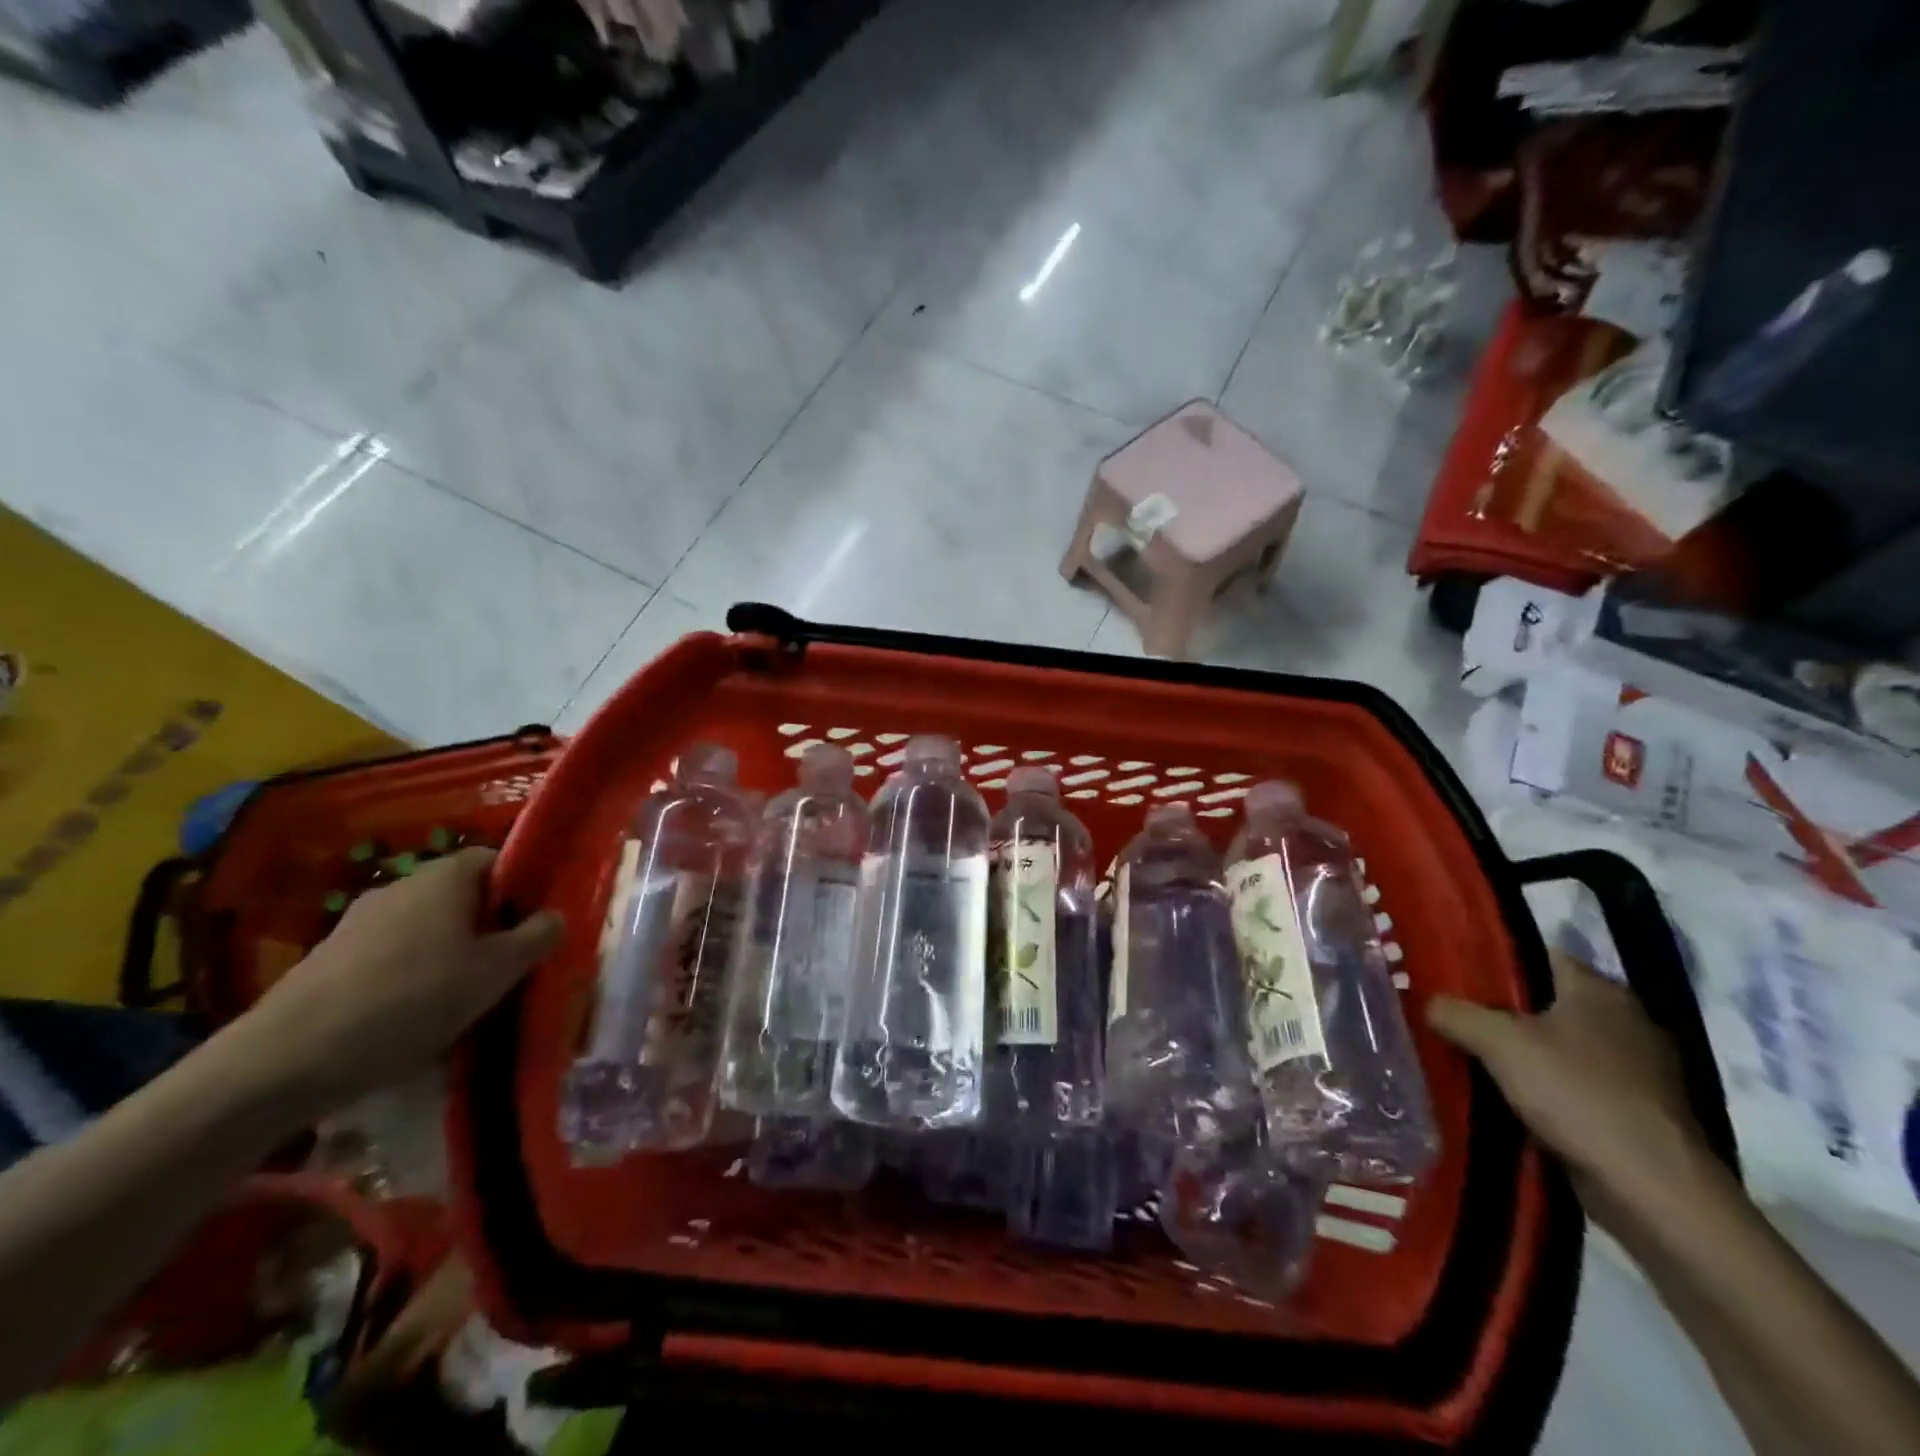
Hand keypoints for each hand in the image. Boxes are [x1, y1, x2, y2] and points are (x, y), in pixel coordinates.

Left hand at [238, 847, 563, 1111]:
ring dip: (448, 953)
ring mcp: (358, 921)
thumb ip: (536, 938)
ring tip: (462, 998)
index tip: (535, 924)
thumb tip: (555, 915)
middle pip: (461, 895)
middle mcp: (402, 886)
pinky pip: (390, 956)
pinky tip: (412, 1017)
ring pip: (425, 927)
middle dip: (487, 925)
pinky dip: (409, 976)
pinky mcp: (329, 959)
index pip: (496, 859)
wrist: (286, 1060)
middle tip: (506, 966)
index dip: (522, 885)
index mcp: (445, 877)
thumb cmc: (413, 1000)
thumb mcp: (496, 972)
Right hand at [1427, 952, 1718, 1235]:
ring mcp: (1637, 1070)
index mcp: (1600, 990)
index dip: (1491, 959)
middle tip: (1449, 1013)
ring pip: (1558, 1045)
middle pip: (1544, 1001)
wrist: (1654, 1192)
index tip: (1449, 971)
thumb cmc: (1577, 1095)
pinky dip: (1543, 1087)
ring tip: (1467, 1054)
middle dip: (1499, 1009)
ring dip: (1520, 1052)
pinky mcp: (1636, 1112)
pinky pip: (1574, 1084)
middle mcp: (1625, 1020)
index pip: (1536, 954)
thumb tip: (1429, 1003)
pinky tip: (1507, 1096)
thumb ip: (1455, 1013)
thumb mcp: (1497, 1042)